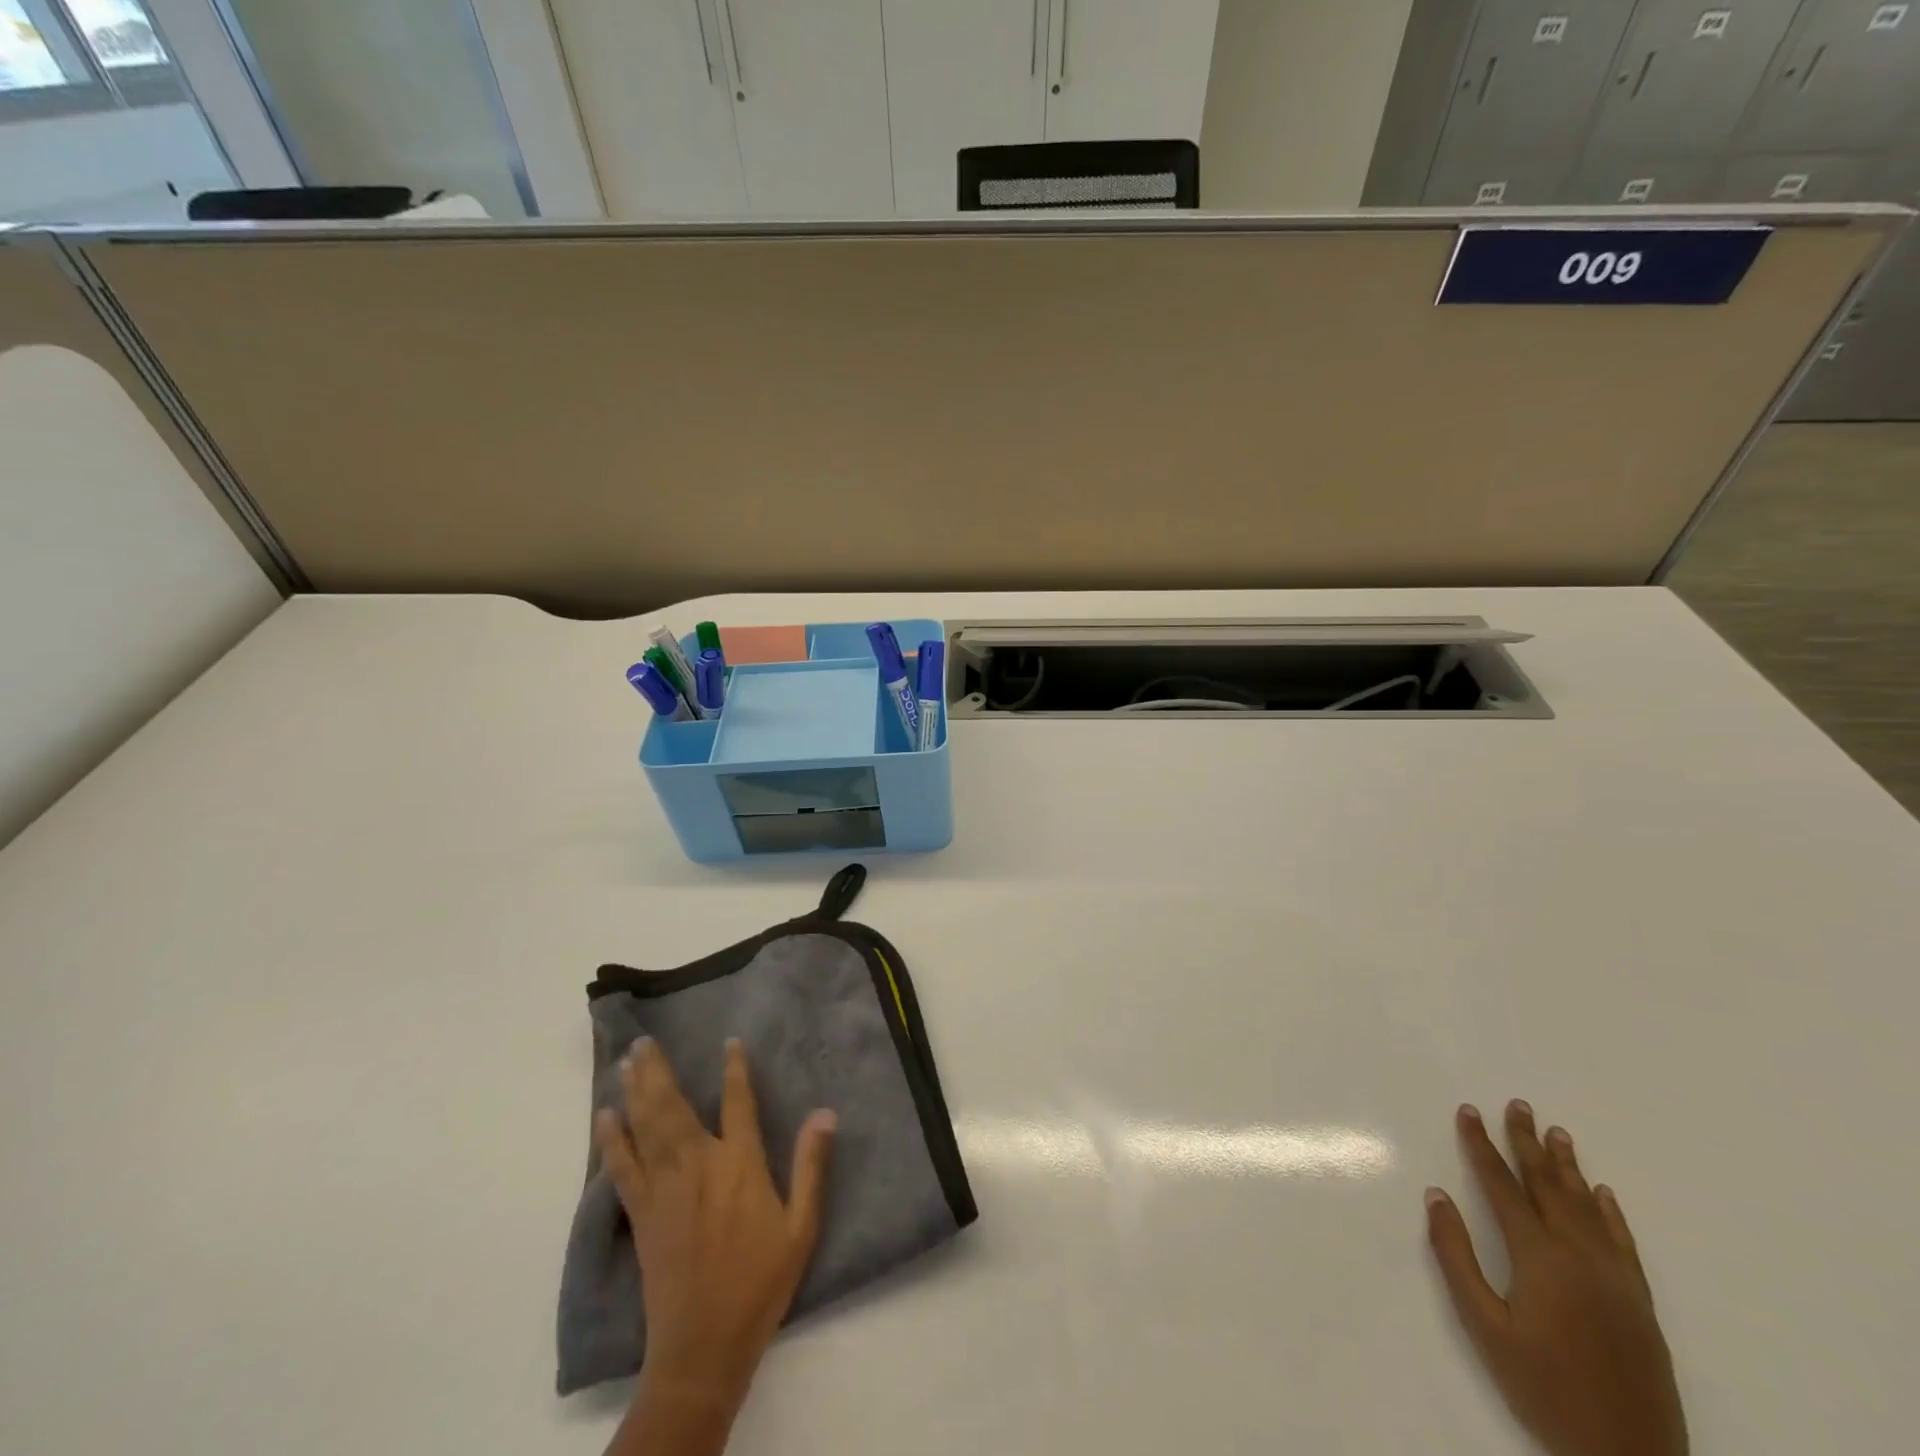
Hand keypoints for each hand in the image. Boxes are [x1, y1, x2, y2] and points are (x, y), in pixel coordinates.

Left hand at [595, 1038, 835, 1450]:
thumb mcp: (802, 1226)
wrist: (704, 1345)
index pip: (738, 1101)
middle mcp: (698, 1165)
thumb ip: (812, 1166)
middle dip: (658, 1070)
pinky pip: (622, 1167)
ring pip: (645, 1127)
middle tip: (644, 1040)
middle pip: (674, 1106)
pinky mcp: (640, 1214)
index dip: (735, 1069)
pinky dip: (612, 1140)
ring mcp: (664, 1189)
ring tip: (626, 1061)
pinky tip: (604, 1118)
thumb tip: (826, 1113)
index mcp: (740, 1164)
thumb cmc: (760, 1281)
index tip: (730, 1042)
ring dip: (634, 1091)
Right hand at [1425, 1101, 1686, 1455]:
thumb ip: (1456, 1257)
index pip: (1502, 1185)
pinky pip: (1623, 1242)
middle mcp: (1580, 1256)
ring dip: (1568, 1166)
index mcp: (1539, 1257)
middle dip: (1527, 1142)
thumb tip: (1437, 1197)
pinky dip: (1609, 1212)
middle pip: (1548, 1185)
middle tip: (1518, 1104)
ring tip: (1557, 1132)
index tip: (1468, 1111)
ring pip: (1587, 1206)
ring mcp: (1616, 1279)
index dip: (1481, 1145)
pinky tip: (1602, 1194)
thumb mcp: (1485, 1327)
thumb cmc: (1544, 1388)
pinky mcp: (1640, 1303)